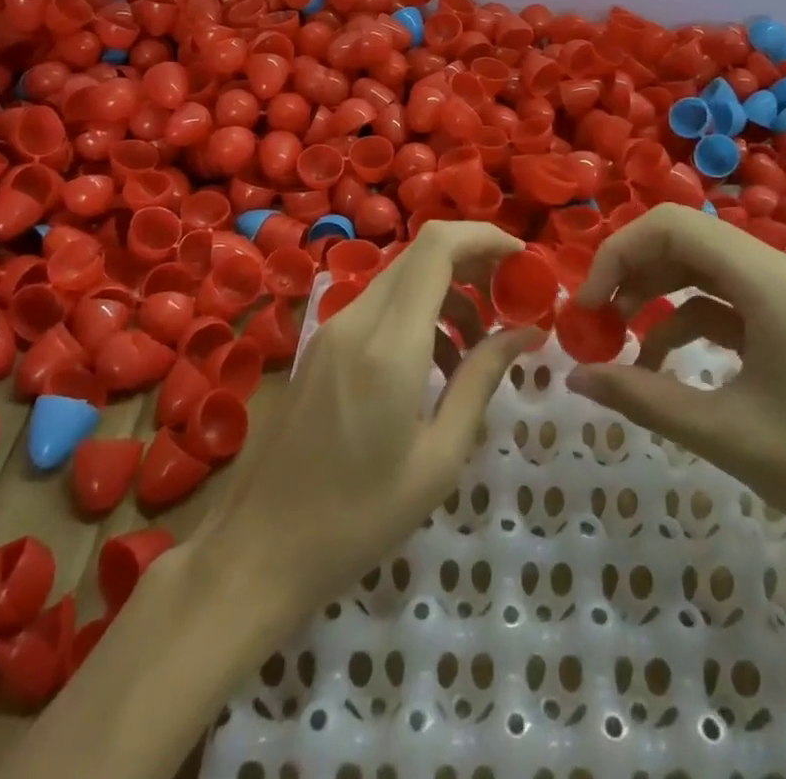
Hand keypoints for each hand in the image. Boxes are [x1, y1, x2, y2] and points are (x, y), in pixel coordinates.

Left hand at [196, 221, 539, 621]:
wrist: (258, 549)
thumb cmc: (358, 518)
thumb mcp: (438, 458)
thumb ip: (482, 381)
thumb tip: (526, 332)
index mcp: (389, 344)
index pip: (437, 247)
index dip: (483, 236)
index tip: (522, 259)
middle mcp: (357, 320)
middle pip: (421, 255)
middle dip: (472, 263)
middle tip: (510, 300)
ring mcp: (332, 330)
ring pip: (401, 280)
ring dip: (446, 294)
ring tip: (479, 346)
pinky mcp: (321, 346)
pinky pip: (379, 307)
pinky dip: (418, 315)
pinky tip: (435, 365)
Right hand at [566, 204, 785, 568]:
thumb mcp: (728, 435)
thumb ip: (644, 398)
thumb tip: (576, 376)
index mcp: (766, 281)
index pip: (672, 226)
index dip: (618, 254)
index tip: (587, 307)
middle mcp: (781, 271)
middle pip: (687, 240)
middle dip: (633, 273)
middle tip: (596, 321)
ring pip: (708, 270)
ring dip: (659, 296)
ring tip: (621, 340)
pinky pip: (733, 302)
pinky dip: (692, 321)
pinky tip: (668, 364)